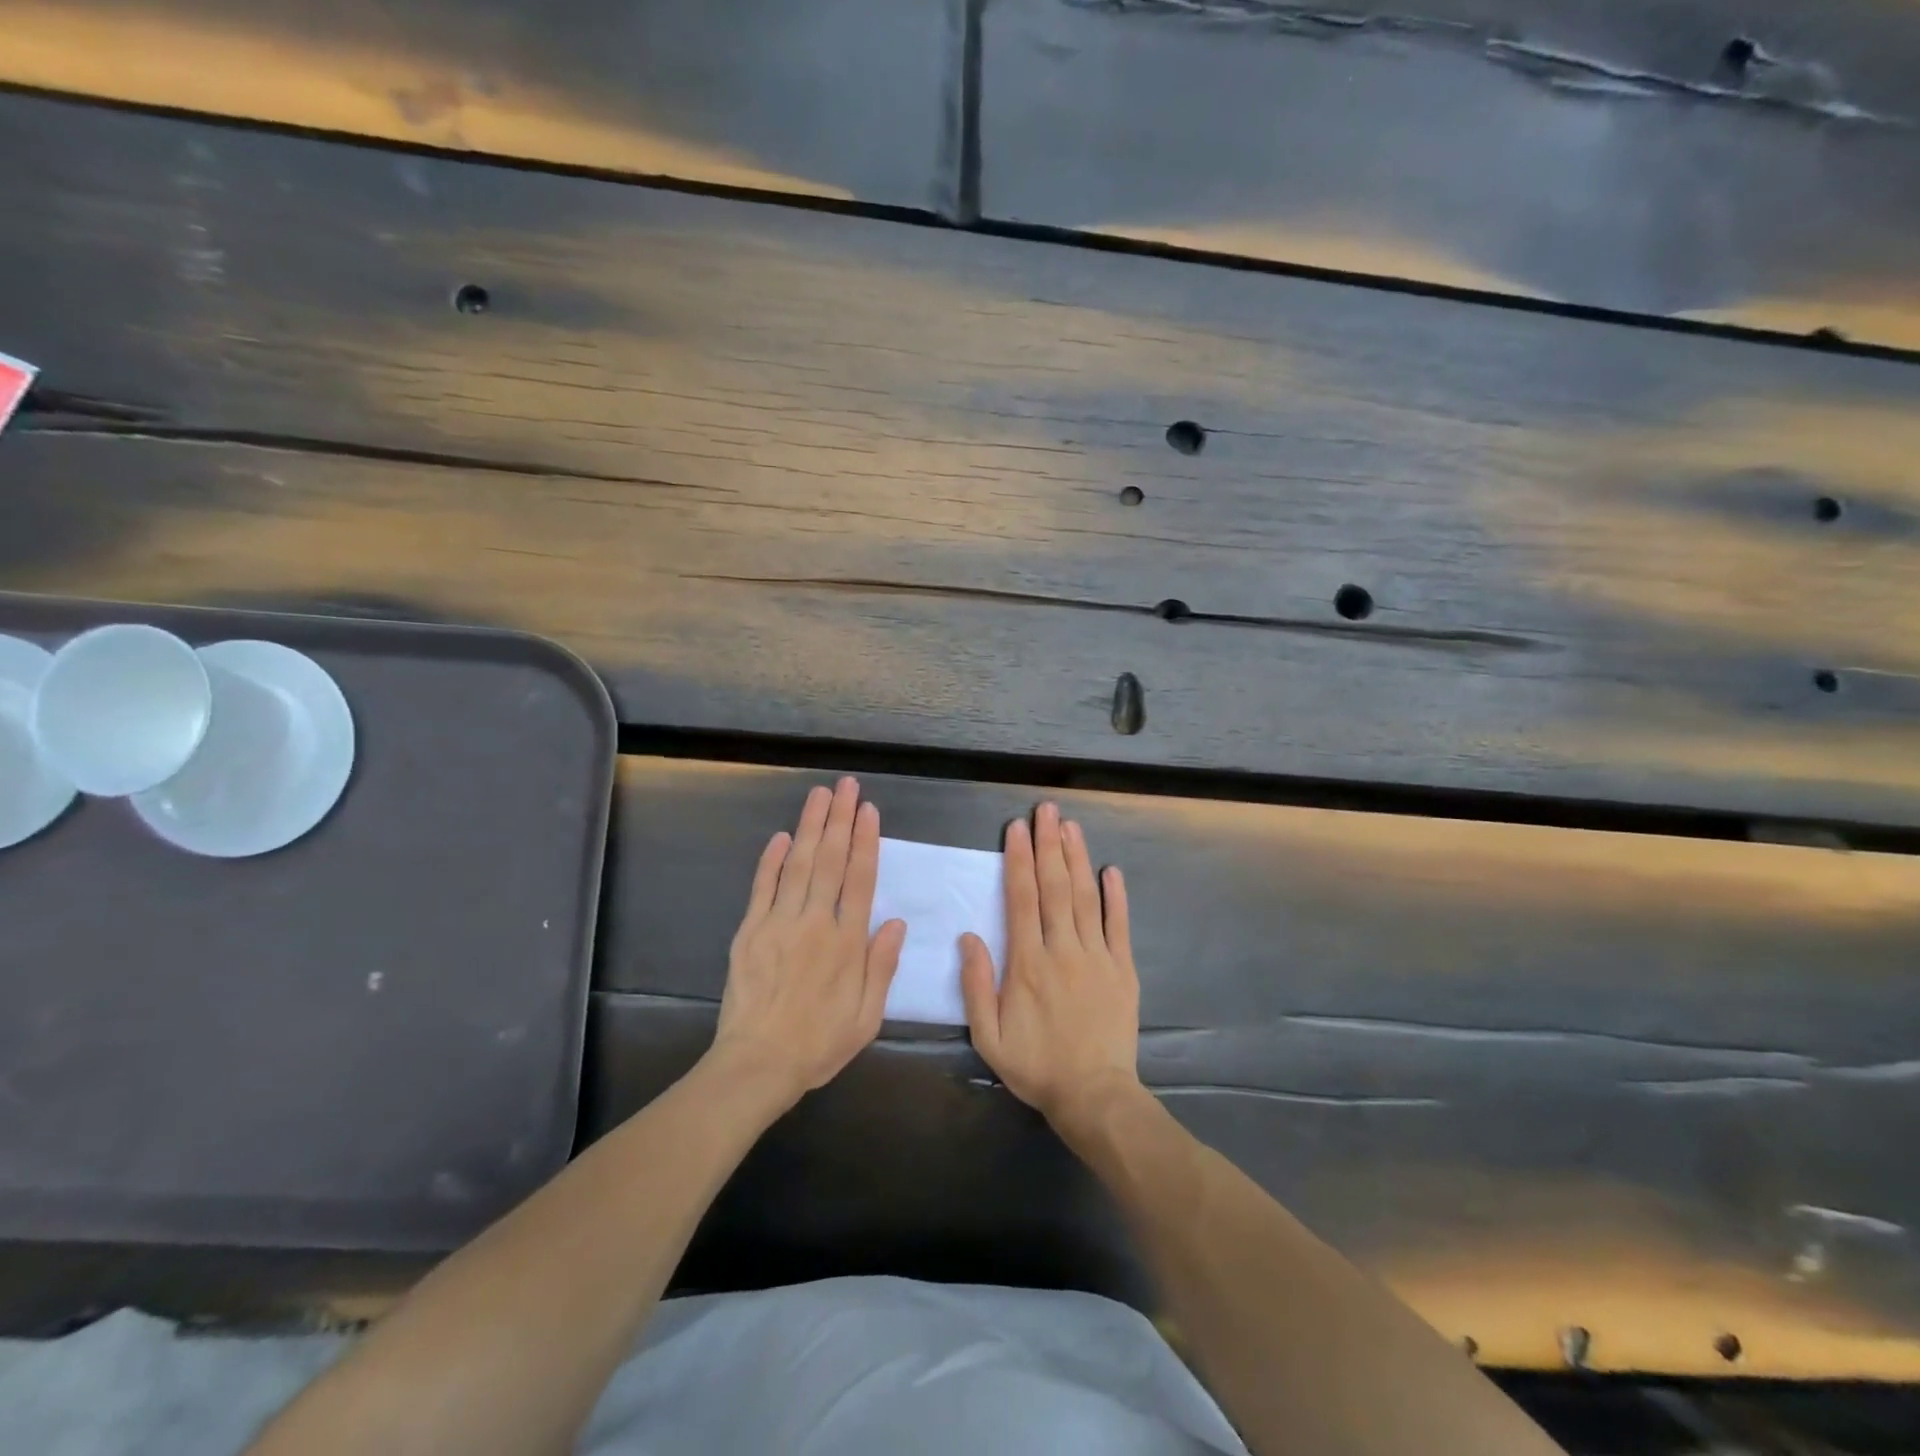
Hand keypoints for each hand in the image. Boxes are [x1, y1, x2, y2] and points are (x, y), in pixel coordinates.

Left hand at [711, 777, 906, 1107]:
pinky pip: (763, 886)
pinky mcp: (750, 931)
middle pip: (831, 860)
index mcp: (847, 943)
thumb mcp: (867, 1017)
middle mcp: (815, 923)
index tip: (869, 810)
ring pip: (799, 864)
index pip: (860, 879)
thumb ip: (882, 967)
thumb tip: (896, 922)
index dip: (866, 841)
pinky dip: (772, 859)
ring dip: (811, 826)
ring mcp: (779, 923)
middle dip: (840, 819)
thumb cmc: (818, 1044)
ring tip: (820, 795)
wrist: (757, 1065)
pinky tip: (783, 835)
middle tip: (846, 786)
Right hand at [961, 802, 1142, 1127]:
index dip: (1019, 861)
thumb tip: (969, 935)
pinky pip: (1119, 925)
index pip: (1022, 900)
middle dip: (1049, 845)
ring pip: (1085, 898)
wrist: (1094, 1096)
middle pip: (1055, 888)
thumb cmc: (1036, 1066)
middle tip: (1046, 810)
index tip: (1016, 829)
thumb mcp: (989, 1037)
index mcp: (1028, 964)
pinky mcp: (1123, 968)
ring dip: (1077, 859)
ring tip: (1070, 826)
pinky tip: (1111, 869)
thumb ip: (977, 985)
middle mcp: (1063, 950)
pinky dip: (1116, 896)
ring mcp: (1097, 956)